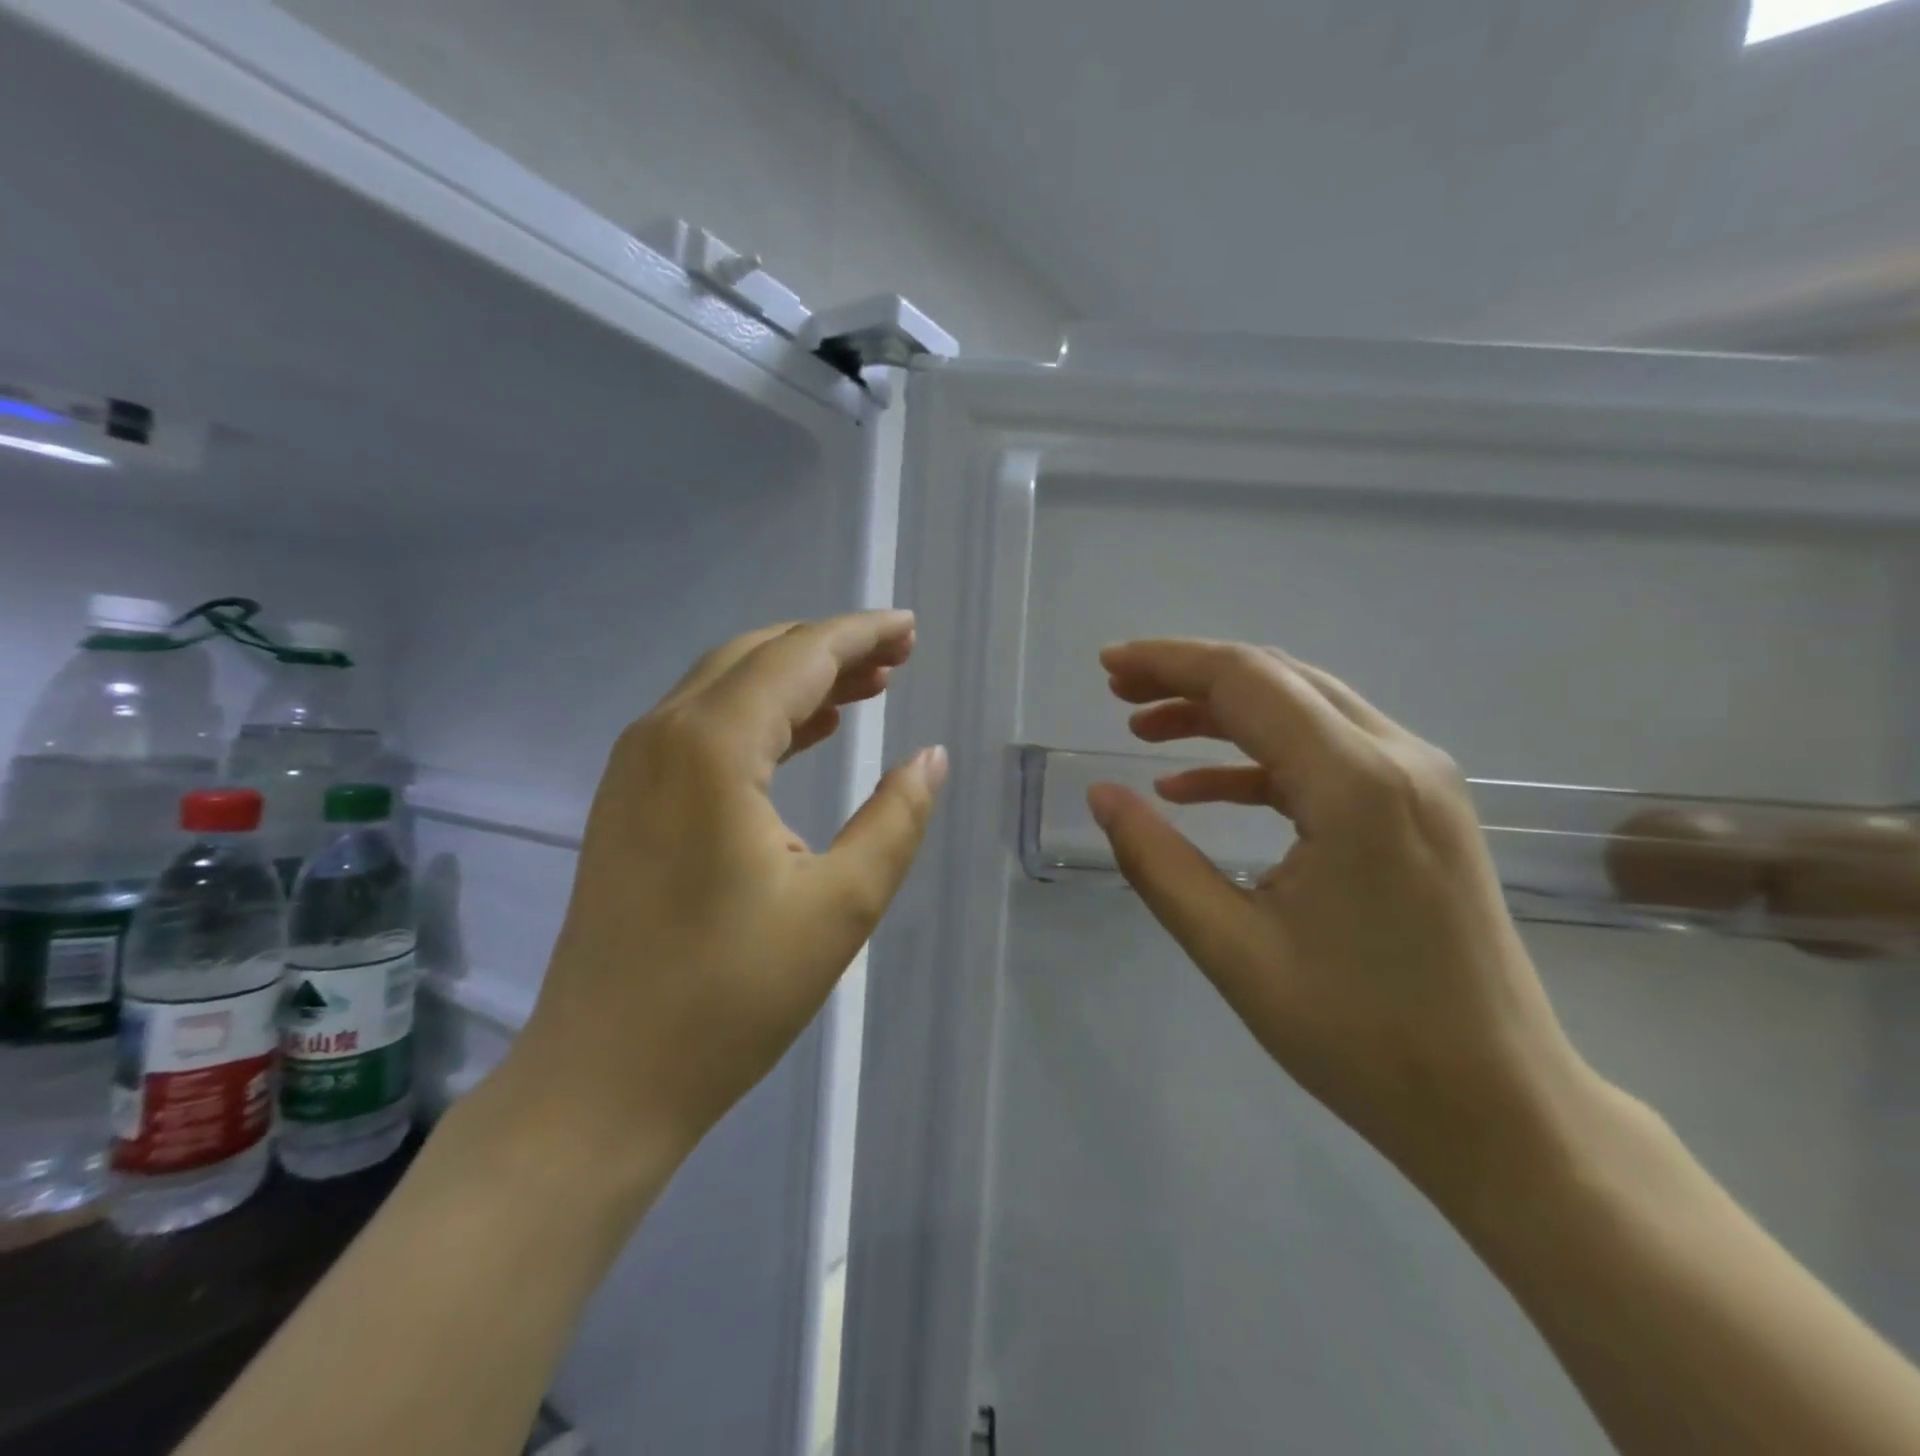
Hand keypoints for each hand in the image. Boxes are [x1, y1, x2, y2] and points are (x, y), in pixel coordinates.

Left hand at [498, 611, 946, 1186]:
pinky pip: (702, 726)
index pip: (798, 656)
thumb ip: (896, 818)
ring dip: (796, 679)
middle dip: (831, 647)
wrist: (604, 1078)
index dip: (860, 634)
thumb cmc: (731, 996)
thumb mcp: (841, 905)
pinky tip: (806, 733)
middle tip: (898, 658)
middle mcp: (662, 735)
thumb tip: (929, 757)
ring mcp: (633, 768)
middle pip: (757, 656)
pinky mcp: (626, 802)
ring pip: (725, 687)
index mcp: (712, 747)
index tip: (911, 628)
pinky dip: (760, 716)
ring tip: (867, 688)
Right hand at [1089, 639, 1603, 1202]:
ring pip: (1304, 709)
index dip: (1169, 663)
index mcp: (1355, 786)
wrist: (1500, 1106)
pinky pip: (1328, 754)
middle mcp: (1399, 759)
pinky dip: (1258, 757)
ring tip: (1146, 731)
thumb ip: (1156, 862)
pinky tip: (1200, 788)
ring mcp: (1421, 781)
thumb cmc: (1362, 1036)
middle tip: (1119, 693)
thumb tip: (1102, 796)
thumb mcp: (1233, 950)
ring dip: (1222, 712)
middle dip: (1190, 677)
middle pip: (1278, 678)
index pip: (1247, 681)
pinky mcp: (1423, 808)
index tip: (1107, 666)